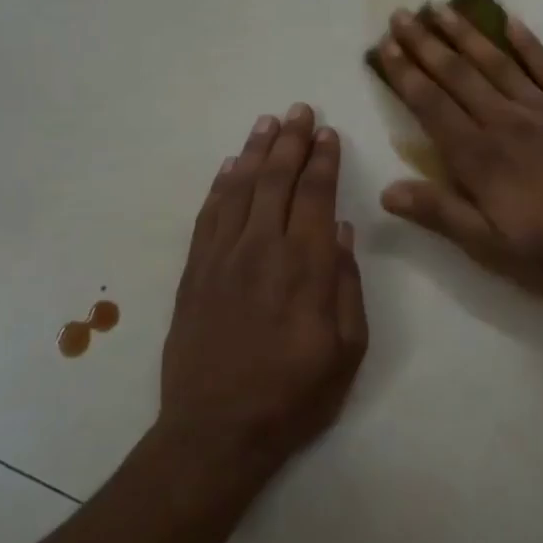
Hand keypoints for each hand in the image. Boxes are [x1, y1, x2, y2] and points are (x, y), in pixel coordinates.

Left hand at [158, 105, 368, 478]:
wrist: (217, 431)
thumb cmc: (295, 395)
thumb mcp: (348, 350)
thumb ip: (347, 286)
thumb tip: (343, 233)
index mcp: (306, 266)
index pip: (316, 196)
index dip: (323, 160)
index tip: (328, 132)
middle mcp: (262, 250)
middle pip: (277, 181)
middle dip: (291, 141)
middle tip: (300, 110)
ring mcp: (222, 258)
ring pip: (240, 189)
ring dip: (255, 152)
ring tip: (268, 123)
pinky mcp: (194, 273)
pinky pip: (208, 216)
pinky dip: (220, 186)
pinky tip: (231, 167)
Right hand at [372, 6, 542, 299]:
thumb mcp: (492, 248)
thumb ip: (441, 214)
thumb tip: (387, 191)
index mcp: (481, 159)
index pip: (431, 106)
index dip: (405, 74)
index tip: (384, 46)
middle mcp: (506, 123)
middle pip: (458, 75)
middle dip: (426, 43)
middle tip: (402, 14)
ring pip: (496, 62)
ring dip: (466, 34)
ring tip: (441, 8)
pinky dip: (528, 42)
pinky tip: (511, 21)